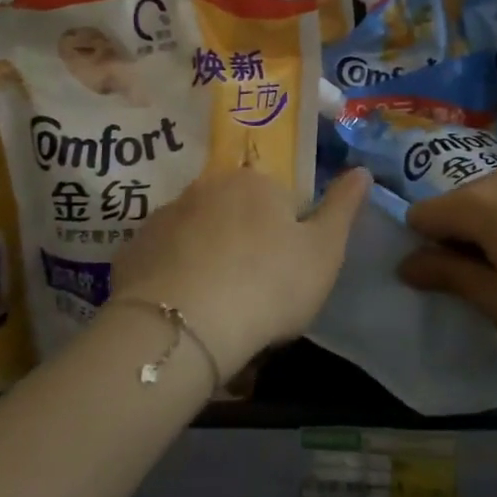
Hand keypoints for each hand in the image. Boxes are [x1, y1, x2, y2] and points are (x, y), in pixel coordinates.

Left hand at [106, 167, 370, 379]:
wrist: (186, 326)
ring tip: (214, 305)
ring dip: (206, 255)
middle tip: (251, 289)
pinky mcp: (134, 248)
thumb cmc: (269, 284)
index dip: (285, 236)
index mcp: (256, 182)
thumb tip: (362, 170)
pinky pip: (163, 257)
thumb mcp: (325, 251)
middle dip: (243, 241)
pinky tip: (181, 308)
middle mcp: (207, 186)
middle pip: (234, 211)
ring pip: (196, 232)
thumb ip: (344, 207)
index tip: (284, 273)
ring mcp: (166, 215)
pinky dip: (173, 274)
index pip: (278, 199)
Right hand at [399, 166, 496, 351]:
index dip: (425, 249)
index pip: (422, 215)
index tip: (454, 281)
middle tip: (493, 282)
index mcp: (477, 203)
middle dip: (460, 239)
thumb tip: (406, 263)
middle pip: (458, 204)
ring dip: (494, 230)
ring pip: (493, 200)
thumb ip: (447, 276)